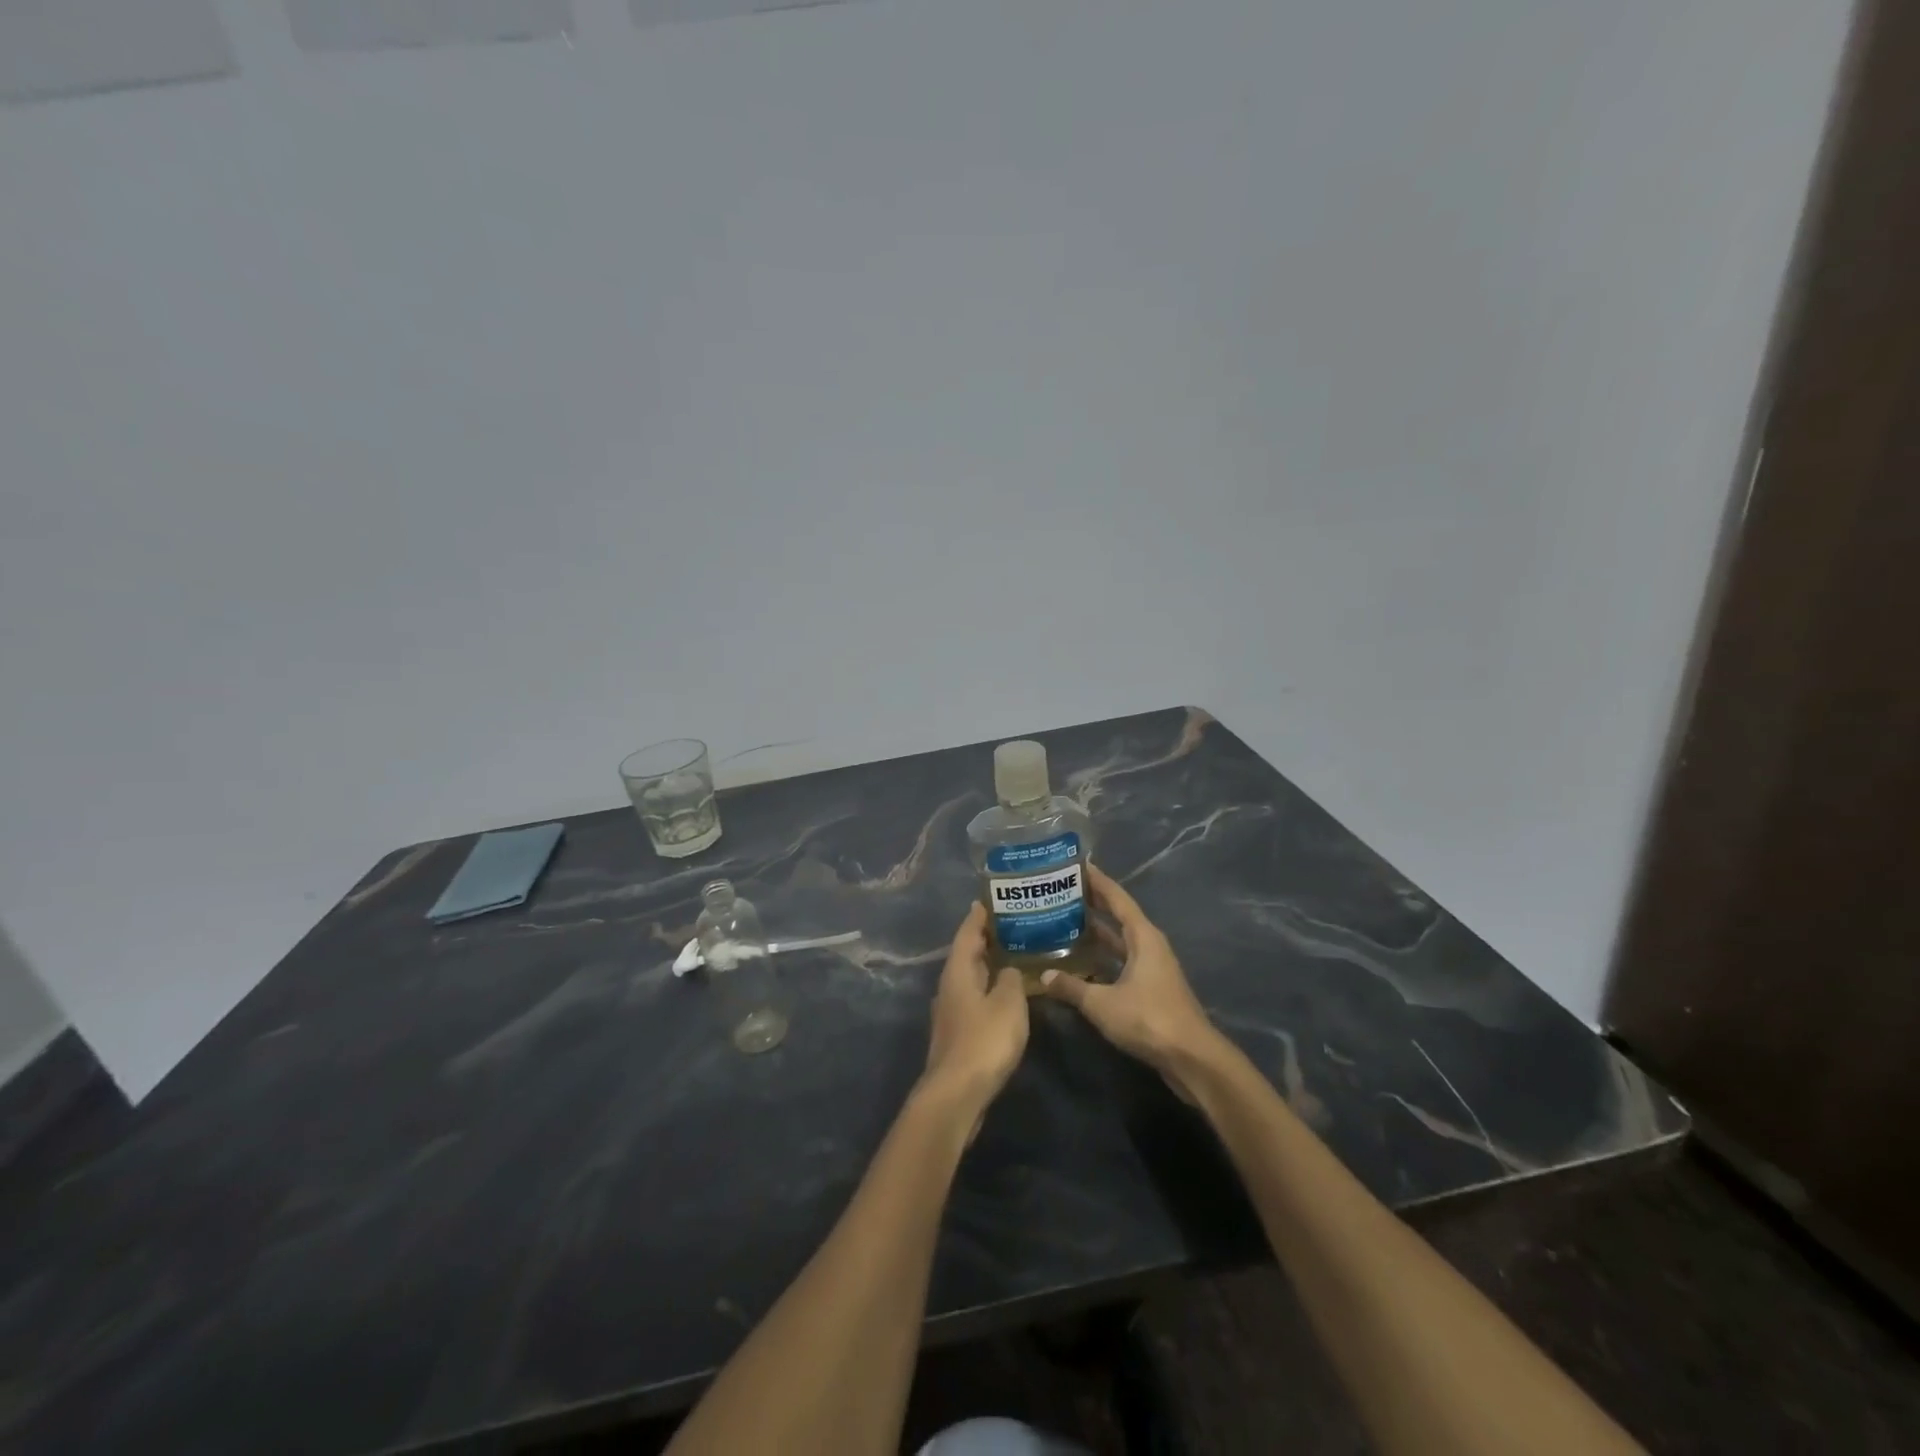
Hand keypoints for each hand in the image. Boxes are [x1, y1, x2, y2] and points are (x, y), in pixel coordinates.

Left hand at [922, 903, 1028, 1138]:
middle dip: (985, 939)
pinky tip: (1005, 995)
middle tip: (1011, 924)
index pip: (967, 933)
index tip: (991, 899)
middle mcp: (949, 986)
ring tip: (1012, 955)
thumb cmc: (984, 1040)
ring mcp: (950, 1012)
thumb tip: (1008, 969)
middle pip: (966, 954)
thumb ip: (1011, 979)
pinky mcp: (957, 1034)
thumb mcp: (1008, 1003)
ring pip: (969, 978)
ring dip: (987, 965)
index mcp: (958, 971)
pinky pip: (973, 999)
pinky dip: (988, 989)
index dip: (979, 916)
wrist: (956, 1094)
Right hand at [1041, 865, 1224, 1101]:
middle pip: (1118, 915)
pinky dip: (1102, 957)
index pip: (1116, 898)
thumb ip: (1072, 987)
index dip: (1097, 880)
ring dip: (1097, 931)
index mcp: (1143, 936)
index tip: (1075, 865)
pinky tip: (1081, 962)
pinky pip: (1121, 960)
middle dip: (1093, 902)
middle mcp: (1149, 945)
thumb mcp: (1102, 1003)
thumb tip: (1043, 976)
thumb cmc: (1148, 1019)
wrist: (1191, 1058)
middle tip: (1061, 891)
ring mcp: (1152, 967)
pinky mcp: (1151, 988)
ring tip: (1065, 921)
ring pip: (1119, 940)